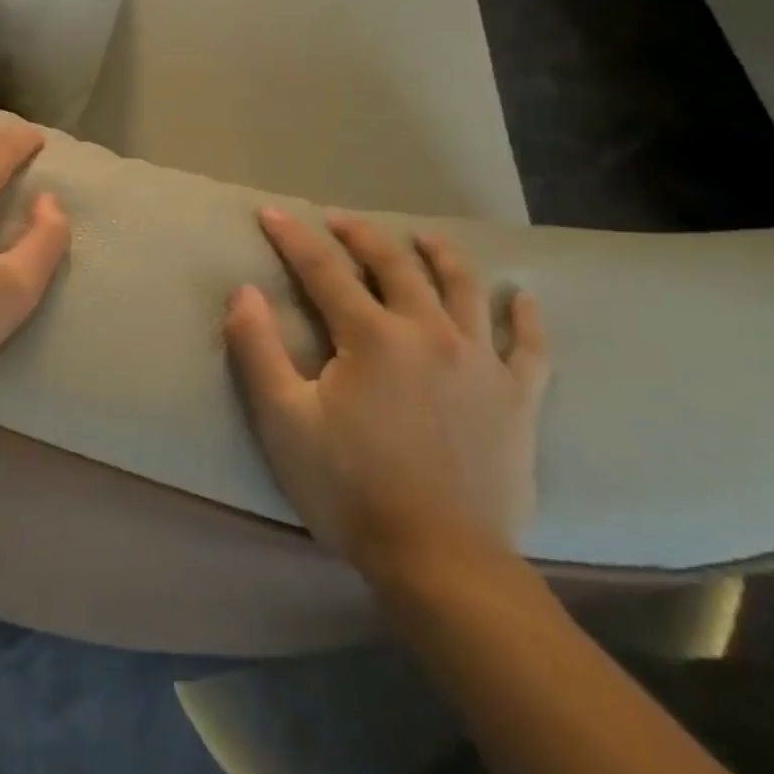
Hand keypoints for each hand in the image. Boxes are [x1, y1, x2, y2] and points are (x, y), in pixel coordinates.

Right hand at [224, 209, 548, 579]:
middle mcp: (429, 332)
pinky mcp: (517, 399)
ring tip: (424, 239)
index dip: (293, 238)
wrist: (440, 560)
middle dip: (361, 235)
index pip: (323, 270)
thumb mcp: (283, 420)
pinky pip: (529, 347)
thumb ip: (257, 349)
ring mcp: (481, 363)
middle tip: (339, 220)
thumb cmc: (350, 488)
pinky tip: (523, 298)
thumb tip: (244, 291)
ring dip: (441, 256)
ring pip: (464, 289)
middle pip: (394, 265)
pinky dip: (525, 317)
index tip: (271, 213)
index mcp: (372, 336)